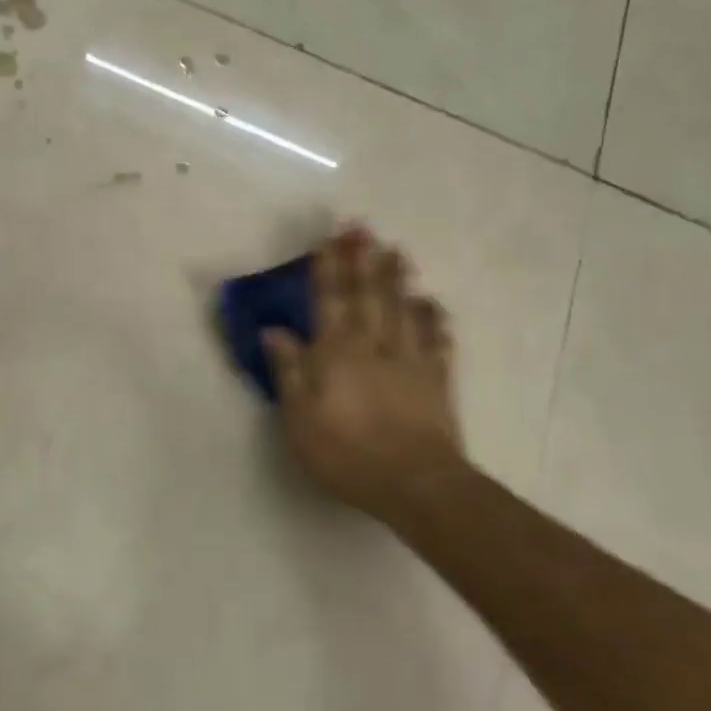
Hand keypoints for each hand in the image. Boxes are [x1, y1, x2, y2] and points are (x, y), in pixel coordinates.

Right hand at [263, 227, 468, 529]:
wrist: (414, 482)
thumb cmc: (346, 452)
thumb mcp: (300, 418)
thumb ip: (289, 371)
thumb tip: (273, 330)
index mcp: (337, 352)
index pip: (330, 300)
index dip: (329, 267)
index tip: (329, 238)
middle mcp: (374, 345)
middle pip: (368, 294)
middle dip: (363, 259)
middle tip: (363, 227)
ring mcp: (409, 359)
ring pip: (403, 308)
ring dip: (398, 278)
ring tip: (396, 250)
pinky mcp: (436, 379)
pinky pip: (436, 339)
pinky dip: (434, 318)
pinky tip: (433, 303)